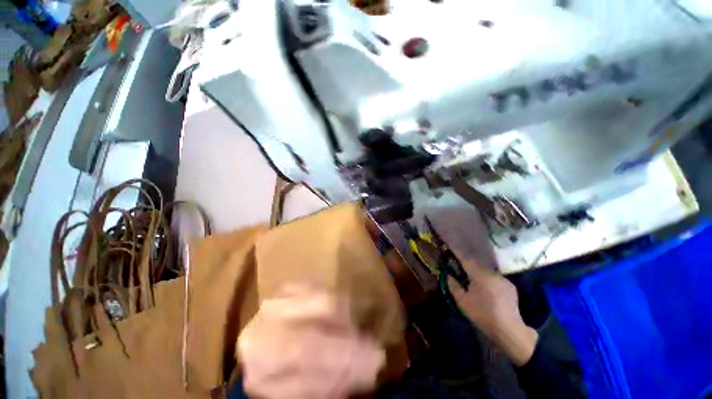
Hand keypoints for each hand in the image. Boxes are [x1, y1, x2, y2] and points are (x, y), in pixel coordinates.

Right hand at [448, 257, 537, 366]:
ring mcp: (503, 280)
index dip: (457, 255)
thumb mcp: (462, 301)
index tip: (451, 251)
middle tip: (460, 271)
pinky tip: (487, 290)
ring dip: (478, 274)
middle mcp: (492, 274)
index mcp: (479, 275)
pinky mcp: (510, 287)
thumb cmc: (482, 314)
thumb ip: (453, 286)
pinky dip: (488, 281)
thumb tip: (449, 275)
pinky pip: (495, 279)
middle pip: (477, 265)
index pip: (466, 260)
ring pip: (486, 272)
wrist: (509, 330)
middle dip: (468, 266)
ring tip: (473, 282)